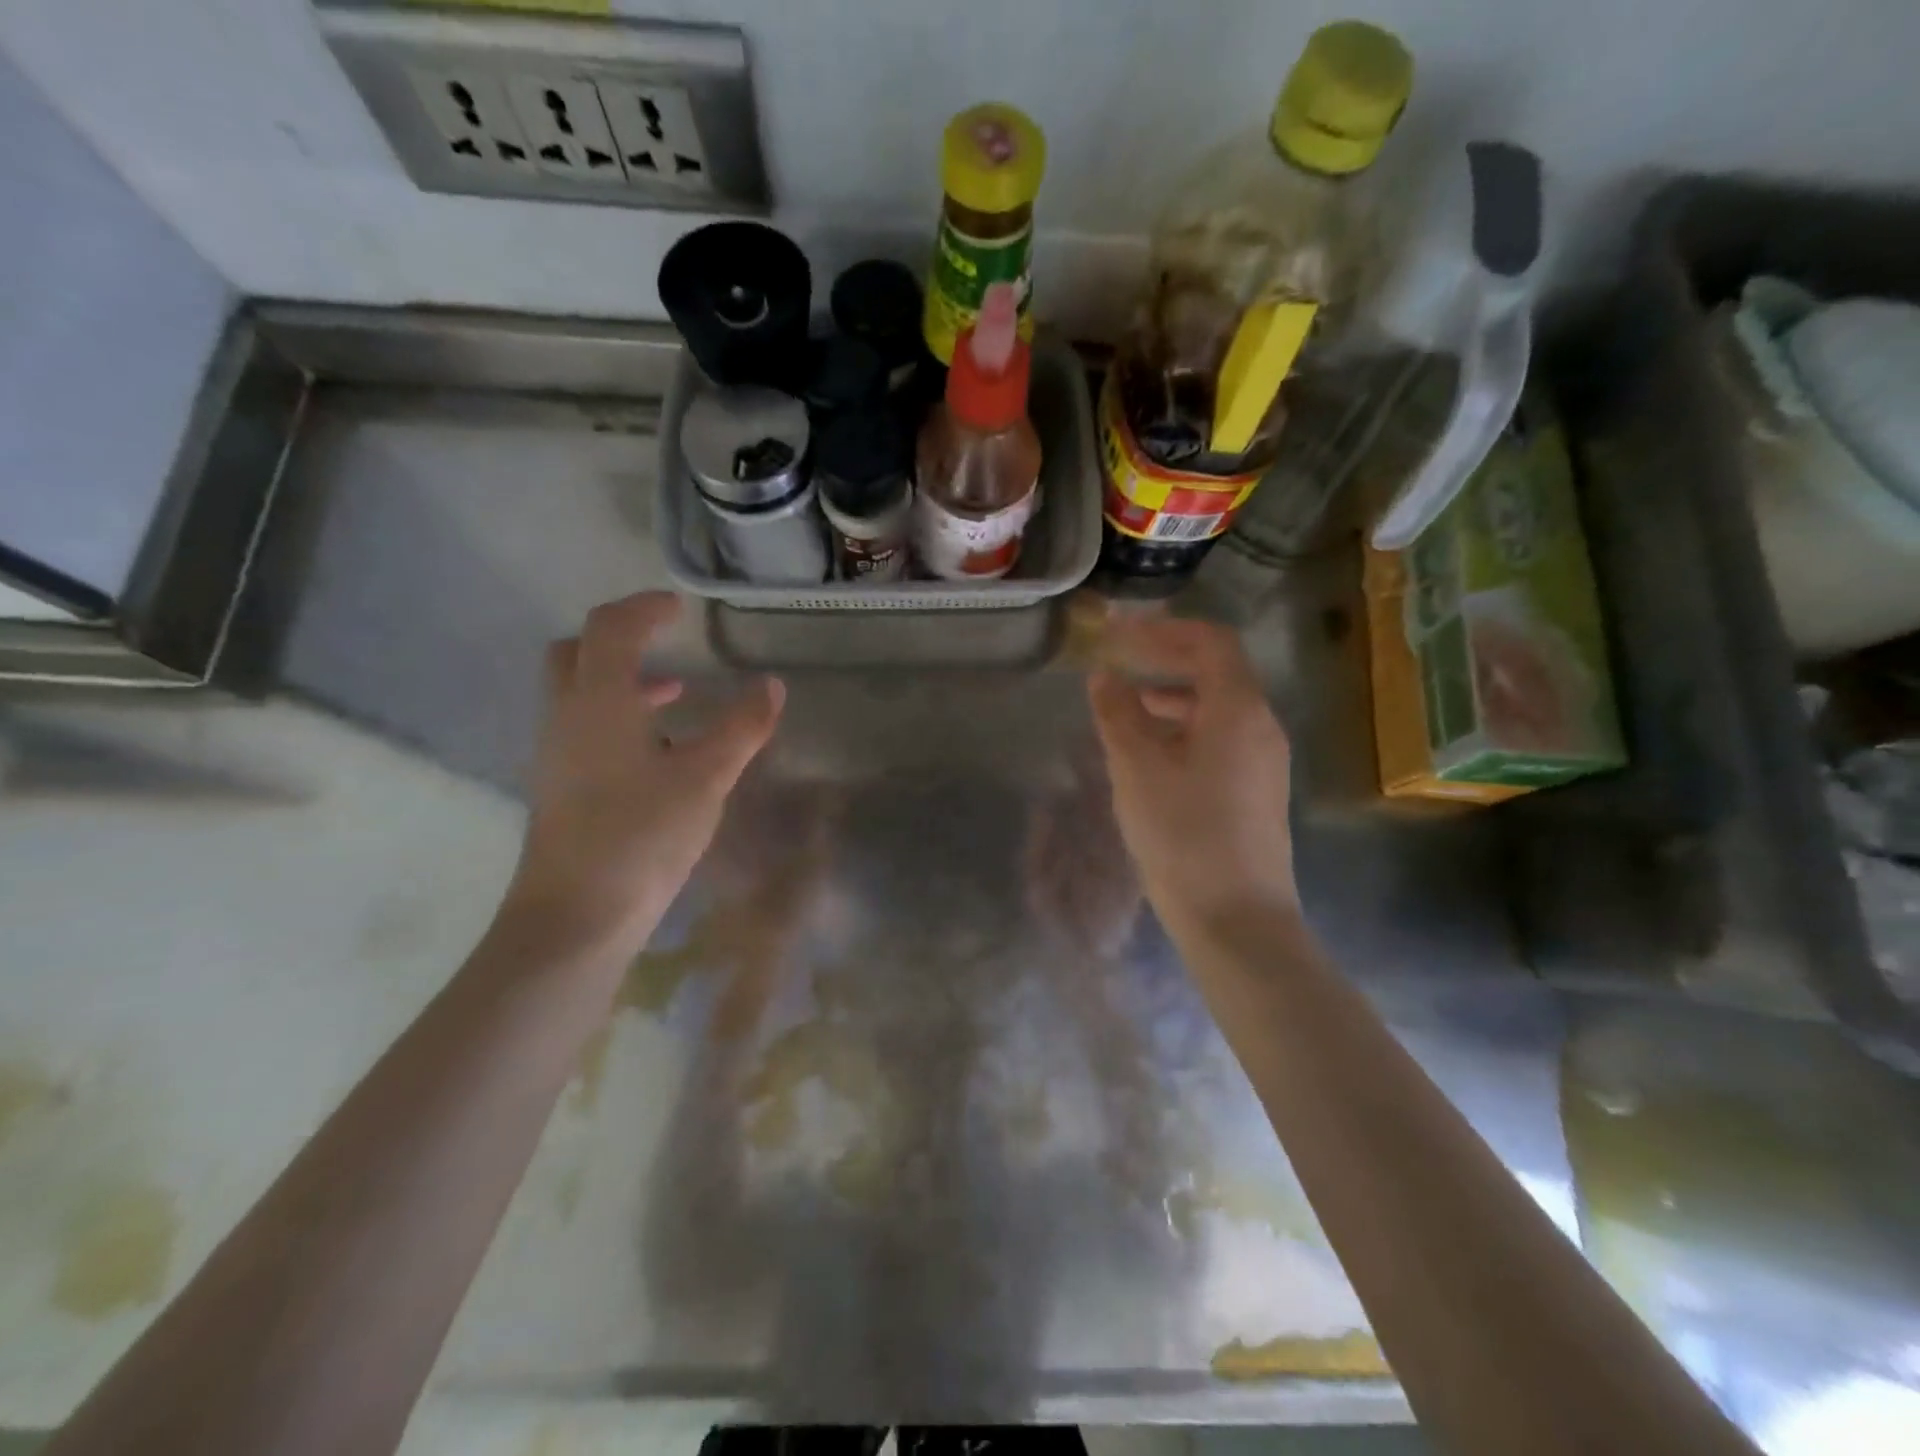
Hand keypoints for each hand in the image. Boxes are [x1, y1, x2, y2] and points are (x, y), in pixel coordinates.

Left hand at [503, 593, 784, 957]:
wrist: (575, 915)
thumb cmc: (642, 834)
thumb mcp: (706, 777)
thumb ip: (742, 728)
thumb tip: (772, 686)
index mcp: (598, 700)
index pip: (610, 628)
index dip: (643, 608)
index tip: (679, 607)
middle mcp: (566, 716)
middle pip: (576, 652)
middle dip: (618, 638)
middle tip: (662, 643)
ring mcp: (555, 753)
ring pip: (578, 693)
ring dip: (621, 681)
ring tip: (674, 696)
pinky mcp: (558, 786)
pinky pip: (582, 727)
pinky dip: (616, 717)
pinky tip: (656, 752)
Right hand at [1087, 615, 1297, 939]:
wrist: (1236, 919)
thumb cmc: (1184, 835)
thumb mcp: (1137, 769)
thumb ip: (1118, 714)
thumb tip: (1104, 676)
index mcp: (1238, 710)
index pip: (1210, 642)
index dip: (1162, 631)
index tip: (1117, 636)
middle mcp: (1260, 726)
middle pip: (1216, 672)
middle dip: (1163, 662)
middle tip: (1117, 665)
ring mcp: (1262, 761)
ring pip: (1215, 709)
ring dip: (1170, 698)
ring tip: (1123, 710)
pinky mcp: (1255, 791)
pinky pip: (1218, 740)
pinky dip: (1182, 731)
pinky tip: (1149, 756)